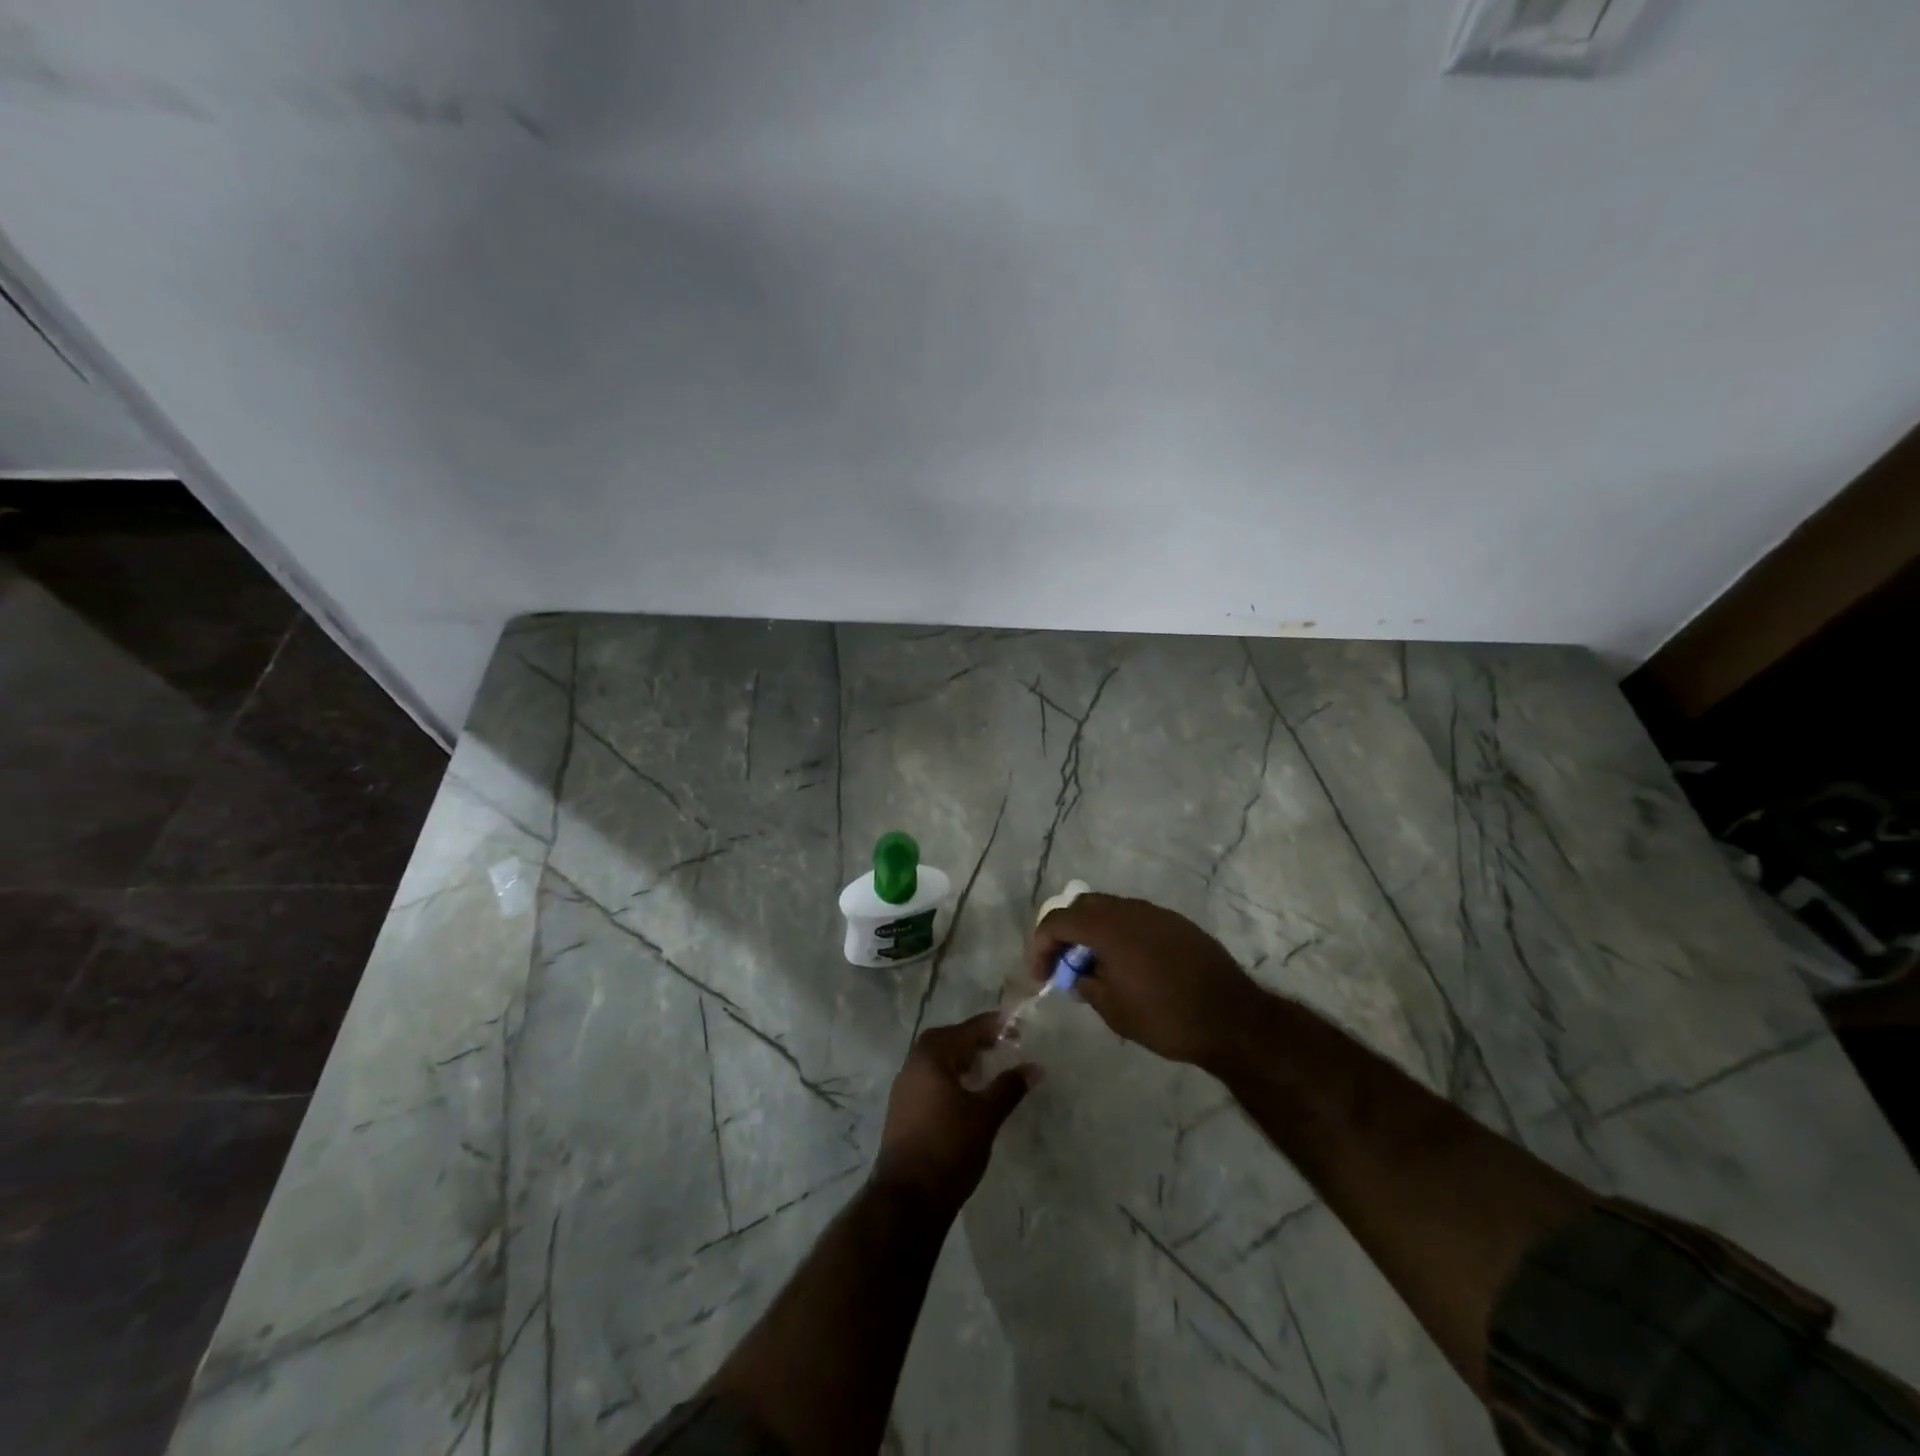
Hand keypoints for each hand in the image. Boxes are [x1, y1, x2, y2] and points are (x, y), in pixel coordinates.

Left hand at [872, 1012, 1036, 1213]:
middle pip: (946, 1040)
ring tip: (986, 1067)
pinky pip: (929, 1079)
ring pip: (935, 1061)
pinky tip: (966, 1093)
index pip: (966, 1030)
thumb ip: (1009, 1087)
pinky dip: (949, 1076)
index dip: (992, 1026)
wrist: (907, 1199)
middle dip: (973, 1039)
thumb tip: (1034, 1067)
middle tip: (1000, 1043)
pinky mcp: (902, 1110)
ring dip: (960, 1058)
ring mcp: (904, 1088)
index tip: (1015, 1023)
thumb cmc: (949, 1148)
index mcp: (931, 1057)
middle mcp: (913, 1065)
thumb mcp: (985, 1116)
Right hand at [1029, 893, 1265, 1068]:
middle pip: (1082, 906)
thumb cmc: (1165, 1017)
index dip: (1040, 946)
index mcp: (1107, 927)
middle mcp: (1129, 909)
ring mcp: (1155, 913)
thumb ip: (1086, 984)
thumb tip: (1079, 974)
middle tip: (1064, 966)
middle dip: (1065, 933)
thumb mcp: (1113, 1009)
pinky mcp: (1176, 923)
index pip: (1057, 921)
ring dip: (1093, 933)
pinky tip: (1127, 965)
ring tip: (1095, 968)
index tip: (1042, 977)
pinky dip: (1119, 935)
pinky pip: (1134, 919)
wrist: (1233, 1019)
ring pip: (1109, 909)